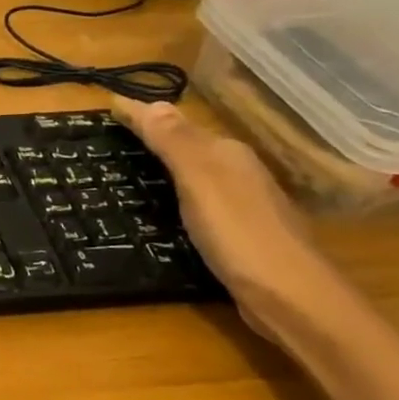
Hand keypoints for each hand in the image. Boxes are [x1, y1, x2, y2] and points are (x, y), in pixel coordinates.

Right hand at [110, 95, 350, 334]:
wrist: (291, 298)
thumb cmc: (238, 233)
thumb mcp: (199, 181)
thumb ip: (174, 142)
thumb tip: (149, 101)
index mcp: (226, 154)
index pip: (174, 124)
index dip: (141, 117)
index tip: (108, 109)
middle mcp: (237, 172)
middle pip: (188, 145)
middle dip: (153, 136)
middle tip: (111, 135)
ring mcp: (242, 204)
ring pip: (195, 173)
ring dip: (164, 165)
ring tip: (128, 166)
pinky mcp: (239, 234)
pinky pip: (198, 201)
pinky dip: (176, 195)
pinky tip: (162, 209)